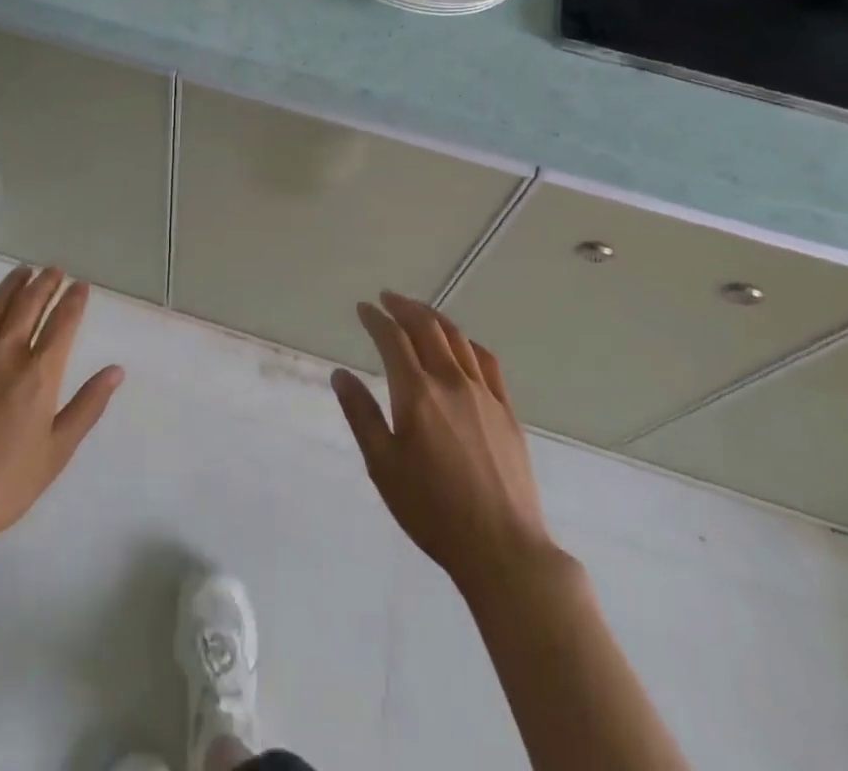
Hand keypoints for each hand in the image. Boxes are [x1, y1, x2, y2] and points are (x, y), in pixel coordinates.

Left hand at [0, 264, 122, 537]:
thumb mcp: (57, 450)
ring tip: (24, 272)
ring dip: (12, 285)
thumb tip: (116, 371)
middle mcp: (6, 352)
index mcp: (39, 373)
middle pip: (29, 304)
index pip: (63, 322)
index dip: (74, 300)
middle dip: (46, 283)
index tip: (81, 286)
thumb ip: (88, 406)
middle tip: (55, 270)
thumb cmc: (6, 482)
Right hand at [333, 291, 555, 594]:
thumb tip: (340, 374)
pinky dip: (467, 342)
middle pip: (426, 328)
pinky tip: (461, 345)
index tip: (362, 308)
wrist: (503, 548)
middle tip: (387, 298)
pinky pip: (486, 361)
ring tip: (419, 312)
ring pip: (457, 339)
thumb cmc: (432, 511)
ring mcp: (483, 394)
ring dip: (434, 318)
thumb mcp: (383, 467)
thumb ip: (361, 415)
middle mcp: (450, 381)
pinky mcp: (506, 410)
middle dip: (404, 307)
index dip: (375, 318)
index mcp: (416, 393)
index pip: (392, 339)